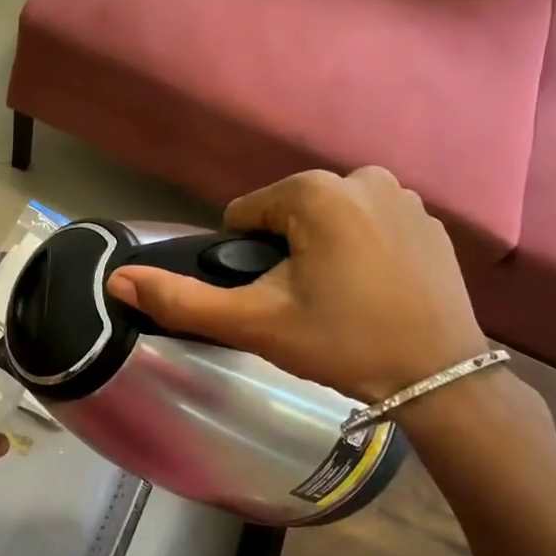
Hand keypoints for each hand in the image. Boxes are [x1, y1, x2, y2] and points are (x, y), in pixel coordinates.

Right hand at [106, 168, 487, 401]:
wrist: (439, 377)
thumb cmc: (341, 343)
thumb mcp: (254, 323)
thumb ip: (182, 300)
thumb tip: (116, 279)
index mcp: (315, 192)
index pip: (246, 215)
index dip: (246, 259)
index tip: (271, 297)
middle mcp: (362, 177)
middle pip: (288, 213)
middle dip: (284, 252)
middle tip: (305, 304)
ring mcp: (403, 196)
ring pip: (328, 219)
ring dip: (321, 250)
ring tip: (339, 299)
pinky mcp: (430, 221)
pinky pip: (370, 226)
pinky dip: (361, 250)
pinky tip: (374, 290)